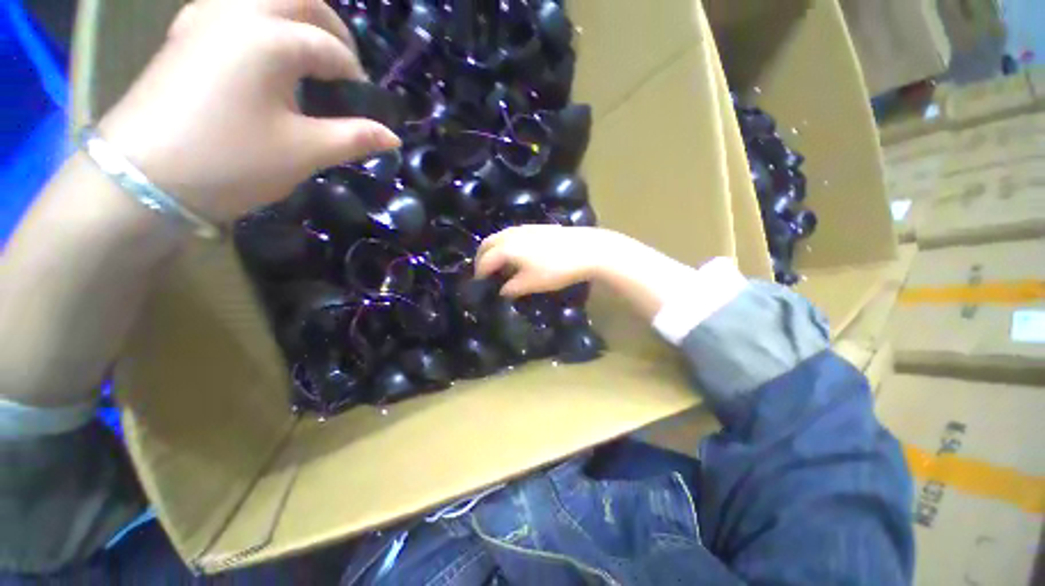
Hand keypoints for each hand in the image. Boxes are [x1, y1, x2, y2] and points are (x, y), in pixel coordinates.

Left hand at [97, 0, 400, 222]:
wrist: (143, 178)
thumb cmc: (232, 162)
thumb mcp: (304, 152)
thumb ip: (354, 137)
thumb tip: (392, 137)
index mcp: (269, 39)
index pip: (331, 48)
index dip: (356, 75)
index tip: (365, 104)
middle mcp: (237, 12)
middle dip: (332, 28)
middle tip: (346, 64)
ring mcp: (205, 18)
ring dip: (295, 18)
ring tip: (310, 55)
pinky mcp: (185, 34)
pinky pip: (234, 8)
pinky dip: (261, 21)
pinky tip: (265, 50)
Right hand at [474, 225, 619, 296]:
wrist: (587, 250)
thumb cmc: (556, 269)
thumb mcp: (532, 283)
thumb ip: (512, 288)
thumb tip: (502, 290)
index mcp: (506, 248)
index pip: (485, 260)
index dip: (479, 273)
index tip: (479, 285)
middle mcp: (511, 234)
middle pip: (488, 243)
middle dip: (482, 257)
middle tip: (483, 272)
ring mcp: (525, 228)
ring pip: (500, 237)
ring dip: (494, 250)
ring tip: (499, 265)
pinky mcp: (537, 228)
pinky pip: (512, 235)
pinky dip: (506, 245)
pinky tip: (517, 256)